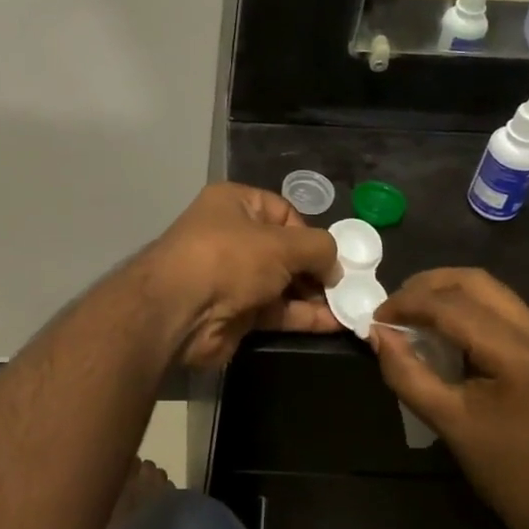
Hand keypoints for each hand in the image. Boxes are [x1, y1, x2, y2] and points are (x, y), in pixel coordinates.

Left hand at [137, 183, 339, 369]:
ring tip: (350, 307)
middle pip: (285, 249)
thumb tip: (335, 266)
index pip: (283, 212)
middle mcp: (232, 235)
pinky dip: (303, 316)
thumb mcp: (282, 243)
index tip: (331, 257)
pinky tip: (335, 324)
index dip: (309, 233)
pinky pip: (276, 310)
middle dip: (316, 268)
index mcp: (235, 203)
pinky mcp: (235, 311)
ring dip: (314, 295)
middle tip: (346, 286)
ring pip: (283, 283)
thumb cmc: (229, 259)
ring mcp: (232, 276)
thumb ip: (318, 248)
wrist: (179, 311)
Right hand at [367, 269, 528, 528]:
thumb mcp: (448, 424)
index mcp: (517, 354)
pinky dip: (467, 306)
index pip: (452, 306)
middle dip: (426, 286)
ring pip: (489, 289)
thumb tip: (377, 334)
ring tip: (413, 313)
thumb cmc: (510, 474)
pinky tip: (444, 328)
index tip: (375, 318)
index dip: (407, 304)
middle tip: (393, 308)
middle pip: (474, 281)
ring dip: (447, 292)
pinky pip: (501, 307)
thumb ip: (406, 373)